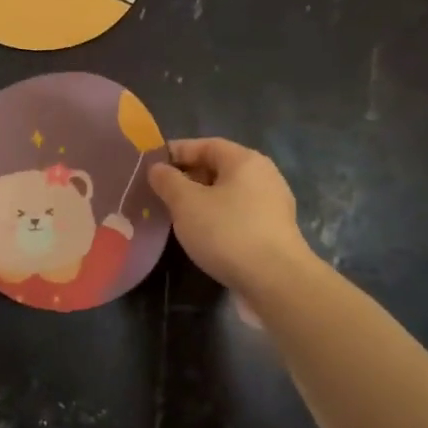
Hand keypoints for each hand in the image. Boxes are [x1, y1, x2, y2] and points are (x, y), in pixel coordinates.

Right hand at [147, 138, 313, 299]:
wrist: (276, 282)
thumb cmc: (227, 232)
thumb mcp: (186, 203)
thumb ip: (168, 181)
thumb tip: (157, 168)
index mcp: (245, 160)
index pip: (205, 145)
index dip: (176, 152)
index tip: (151, 165)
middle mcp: (263, 176)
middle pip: (218, 168)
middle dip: (187, 177)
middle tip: (159, 193)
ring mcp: (271, 206)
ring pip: (228, 194)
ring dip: (201, 201)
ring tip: (175, 215)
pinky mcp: (273, 233)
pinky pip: (237, 215)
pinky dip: (216, 219)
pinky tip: (201, 235)